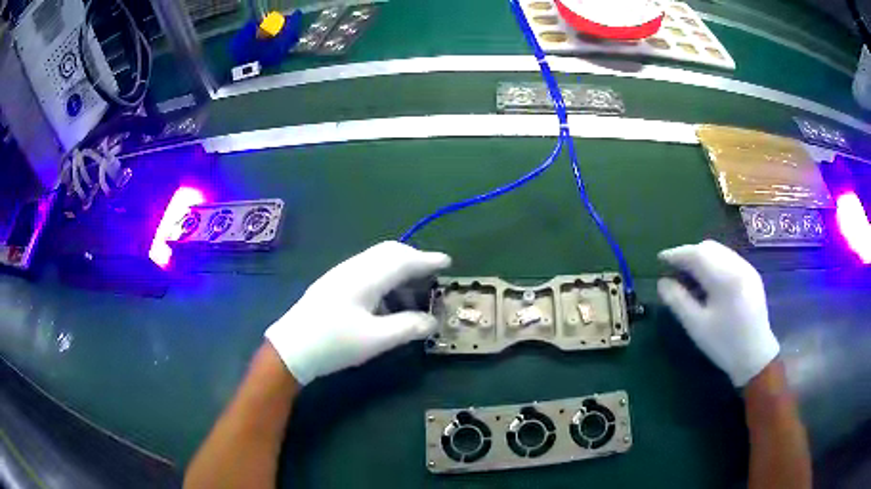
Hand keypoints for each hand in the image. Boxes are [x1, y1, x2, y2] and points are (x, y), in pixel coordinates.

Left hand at [265, 241, 451, 384]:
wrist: (291, 348)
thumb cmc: (333, 343)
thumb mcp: (374, 340)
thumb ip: (407, 327)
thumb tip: (432, 322)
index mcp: (365, 277)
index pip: (403, 260)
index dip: (427, 260)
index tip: (447, 262)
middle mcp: (353, 268)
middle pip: (389, 253)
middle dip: (413, 260)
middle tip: (431, 276)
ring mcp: (340, 274)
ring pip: (377, 261)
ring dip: (398, 271)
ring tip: (410, 296)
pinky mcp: (333, 285)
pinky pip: (366, 271)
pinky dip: (384, 280)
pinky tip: (384, 304)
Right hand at [657, 240, 778, 386]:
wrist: (755, 356)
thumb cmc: (724, 344)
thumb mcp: (697, 326)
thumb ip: (678, 301)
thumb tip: (662, 282)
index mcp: (725, 278)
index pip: (696, 254)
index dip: (676, 254)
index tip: (660, 259)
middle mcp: (738, 265)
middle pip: (709, 247)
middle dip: (689, 253)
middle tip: (674, 269)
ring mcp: (747, 268)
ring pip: (719, 251)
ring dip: (702, 257)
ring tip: (690, 274)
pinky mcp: (752, 275)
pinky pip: (729, 259)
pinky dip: (714, 262)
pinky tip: (709, 280)